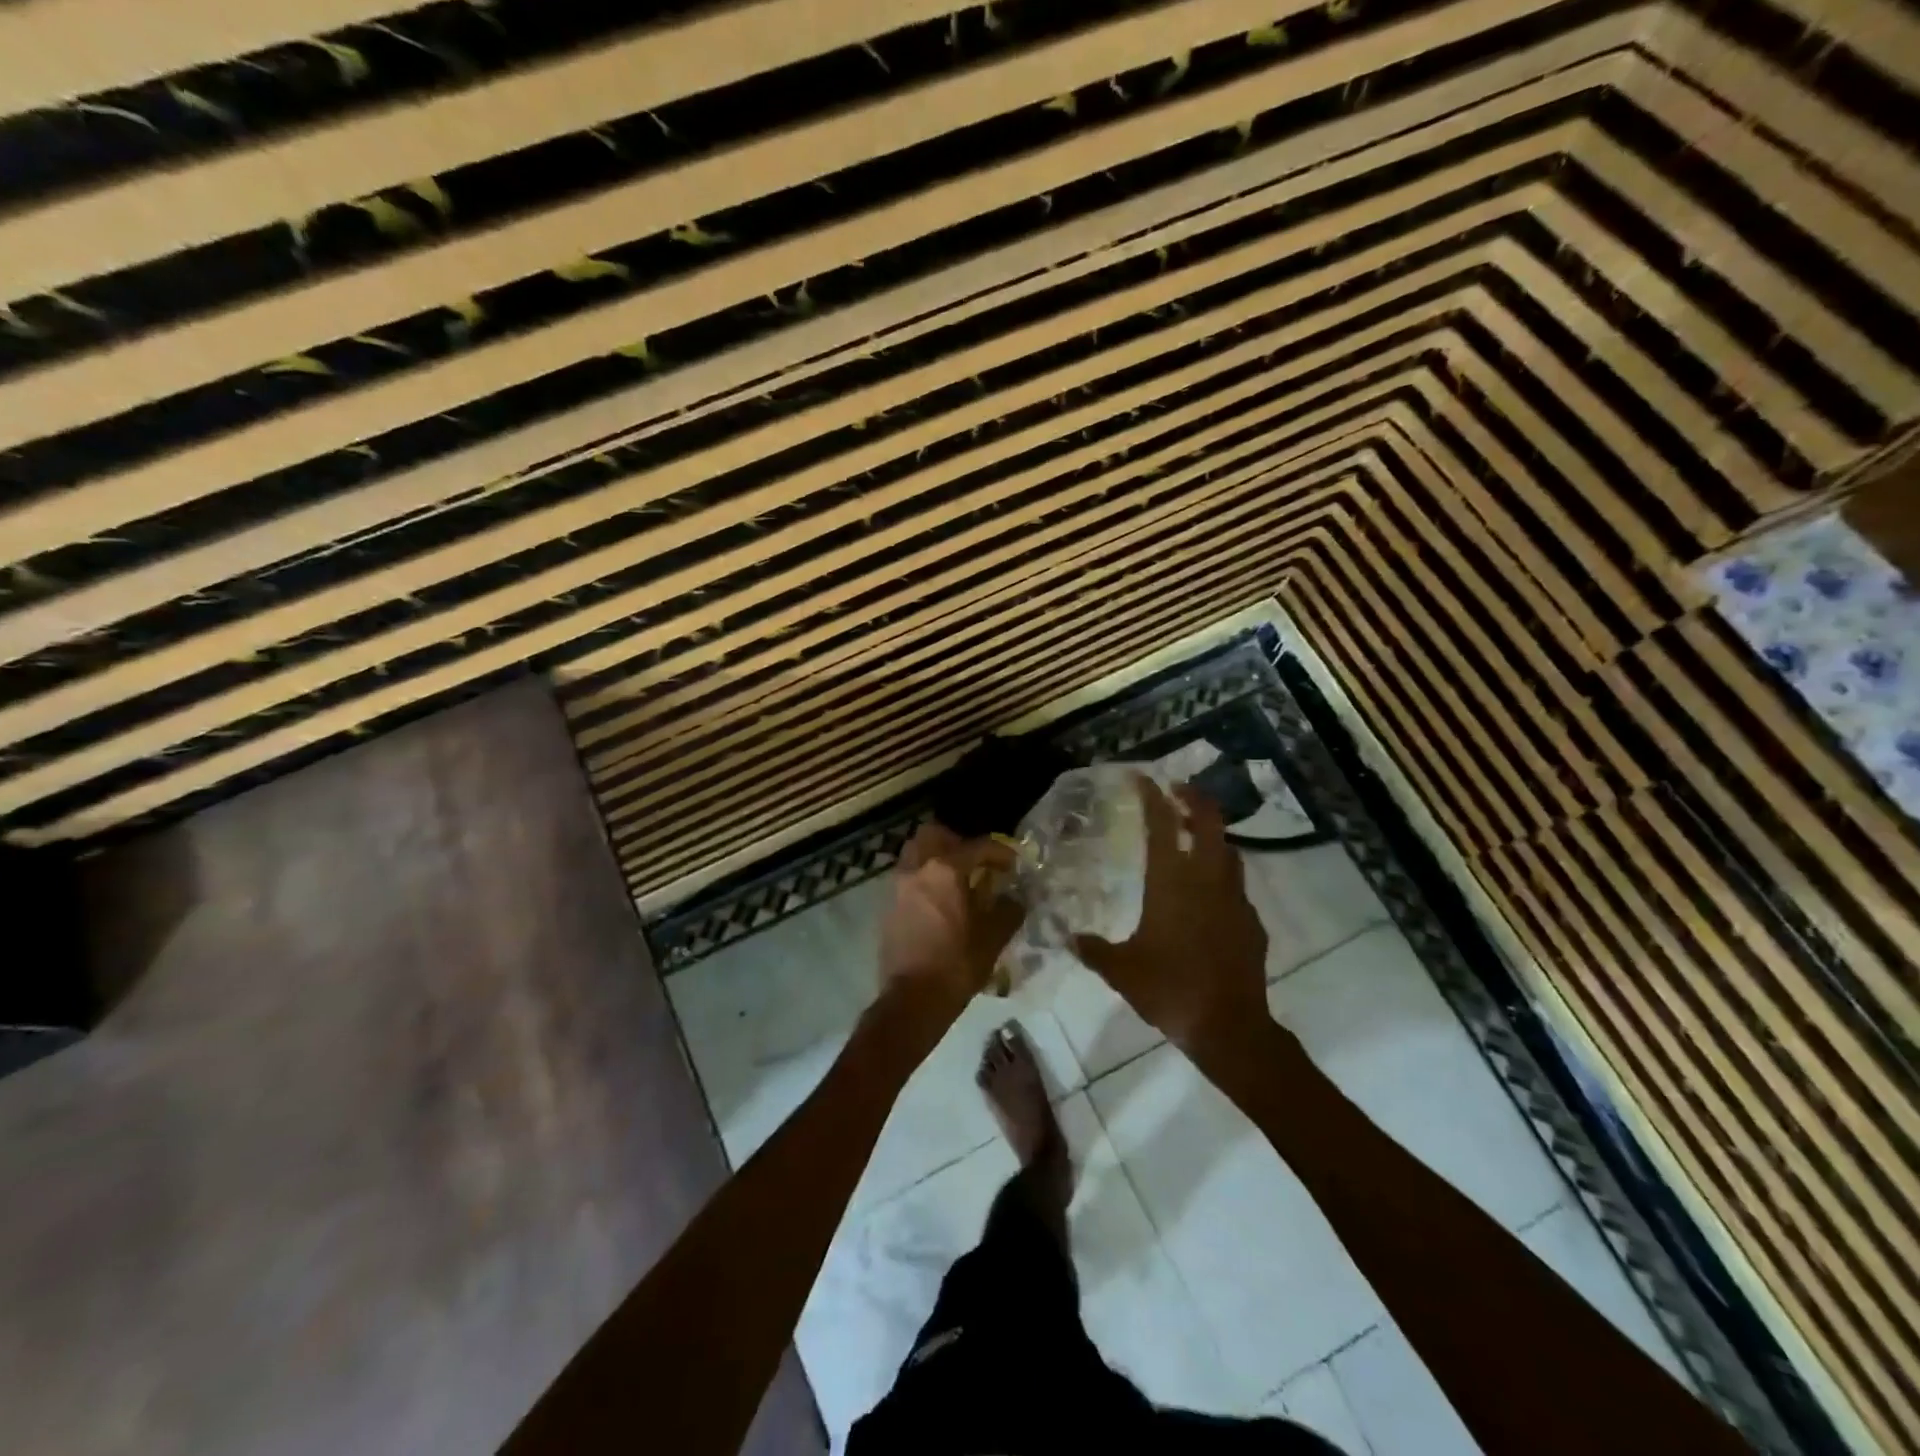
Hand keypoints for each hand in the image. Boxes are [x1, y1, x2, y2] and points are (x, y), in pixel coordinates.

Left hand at [877, 824, 1024, 1011]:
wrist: (912, 1000)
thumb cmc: (956, 965)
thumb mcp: (993, 938)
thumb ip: (1008, 910)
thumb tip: (1014, 898)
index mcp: (945, 870)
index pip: (977, 846)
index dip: (999, 852)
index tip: (1012, 865)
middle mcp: (917, 869)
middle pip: (933, 834)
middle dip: (957, 841)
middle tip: (975, 862)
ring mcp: (898, 886)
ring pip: (916, 852)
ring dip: (936, 857)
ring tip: (957, 880)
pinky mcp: (888, 905)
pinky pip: (908, 876)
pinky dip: (924, 877)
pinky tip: (940, 901)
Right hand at [1073, 778, 1272, 1058]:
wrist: (1230, 1027)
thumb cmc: (1170, 990)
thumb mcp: (1121, 971)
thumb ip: (1094, 950)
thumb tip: (1069, 938)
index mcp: (1172, 883)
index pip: (1162, 825)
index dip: (1152, 797)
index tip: (1142, 778)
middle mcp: (1207, 880)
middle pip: (1208, 821)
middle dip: (1194, 798)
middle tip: (1177, 791)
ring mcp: (1235, 899)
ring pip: (1228, 850)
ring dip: (1211, 834)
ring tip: (1194, 835)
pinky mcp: (1251, 921)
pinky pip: (1236, 885)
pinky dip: (1222, 875)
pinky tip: (1209, 894)